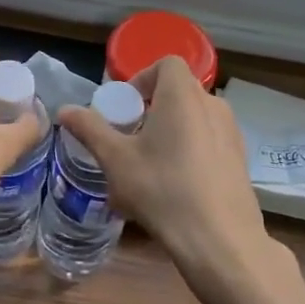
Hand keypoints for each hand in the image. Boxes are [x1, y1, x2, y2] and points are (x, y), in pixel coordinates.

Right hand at [58, 58, 299, 303]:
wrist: (220, 240)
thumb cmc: (162, 189)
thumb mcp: (116, 159)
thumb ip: (90, 129)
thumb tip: (65, 110)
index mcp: (183, 95)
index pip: (166, 63)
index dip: (142, 78)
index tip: (125, 108)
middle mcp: (213, 105)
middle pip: (179, 91)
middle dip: (151, 108)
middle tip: (130, 138)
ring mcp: (232, 133)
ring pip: (194, 118)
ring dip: (170, 131)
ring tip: (149, 166)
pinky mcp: (240, 159)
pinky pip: (209, 141)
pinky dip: (189, 150)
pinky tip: (175, 187)